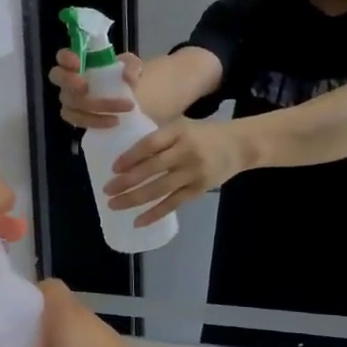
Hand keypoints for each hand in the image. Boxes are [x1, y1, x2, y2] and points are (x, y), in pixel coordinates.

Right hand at [49, 49, 143, 129]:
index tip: (79, 63)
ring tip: (121, 107)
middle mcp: (70, 79)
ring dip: (95, 105)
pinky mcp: (76, 118)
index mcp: (80, 62)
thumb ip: (132, 65)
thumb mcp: (133, 66)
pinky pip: (78, 120)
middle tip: (84, 86)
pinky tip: (114, 121)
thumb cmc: (125, 79)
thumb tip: (127, 77)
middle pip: (57, 76)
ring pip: (71, 102)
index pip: (63, 56)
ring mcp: (70, 100)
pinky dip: (96, 121)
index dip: (65, 58)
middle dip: (68, 80)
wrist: (132, 104)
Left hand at [105, 117, 247, 226]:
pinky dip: (155, 214)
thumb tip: (125, 154)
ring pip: (159, 189)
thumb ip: (158, 137)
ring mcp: (193, 172)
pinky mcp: (199, 189)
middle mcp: (186, 152)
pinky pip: (173, 203)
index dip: (130, 157)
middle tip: (106, 190)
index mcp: (178, 131)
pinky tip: (138, 221)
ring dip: (134, 199)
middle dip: (126, 182)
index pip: (150, 145)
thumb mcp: (181, 125)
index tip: (113, 168)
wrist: (240, 145)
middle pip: (151, 169)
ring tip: (114, 205)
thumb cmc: (203, 134)